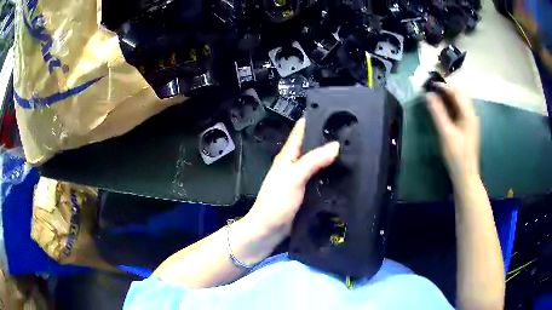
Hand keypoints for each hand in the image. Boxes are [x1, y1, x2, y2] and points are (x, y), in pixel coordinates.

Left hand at [245, 118, 339, 238]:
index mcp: (288, 156)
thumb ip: (313, 161)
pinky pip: (321, 178)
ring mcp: (301, 179)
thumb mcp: (293, 179)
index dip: (314, 119)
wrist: (268, 231)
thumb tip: (335, 145)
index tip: (334, 111)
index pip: (301, 131)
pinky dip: (331, 174)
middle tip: (351, 132)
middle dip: (328, 138)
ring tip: (353, 150)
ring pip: (319, 162)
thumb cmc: (276, 203)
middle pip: (313, 146)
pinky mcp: (307, 192)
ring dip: (331, 157)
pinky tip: (344, 174)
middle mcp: (294, 164)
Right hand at [427, 84, 479, 184]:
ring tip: (438, 96)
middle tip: (434, 89)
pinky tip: (445, 109)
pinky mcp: (469, 127)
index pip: (456, 93)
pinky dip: (453, 105)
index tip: (431, 84)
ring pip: (462, 102)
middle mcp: (472, 114)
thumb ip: (438, 113)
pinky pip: (461, 110)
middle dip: (448, 89)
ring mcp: (471, 121)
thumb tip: (428, 95)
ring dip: (451, 96)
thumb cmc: (456, 155)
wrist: (465, 175)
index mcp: (468, 114)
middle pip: (461, 95)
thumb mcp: (446, 133)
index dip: (444, 86)